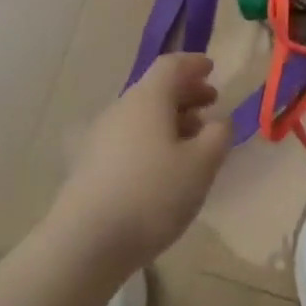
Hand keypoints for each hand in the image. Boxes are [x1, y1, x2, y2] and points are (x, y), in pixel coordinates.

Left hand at [47, 54, 231, 277]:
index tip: (211, 68)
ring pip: (141, 115)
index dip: (193, 64)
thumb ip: (218, 136)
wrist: (86, 242)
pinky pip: (128, 138)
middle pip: (155, 89)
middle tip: (210, 103)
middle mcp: (121, 109)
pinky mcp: (89, 165)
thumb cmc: (152, 193)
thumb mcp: (201, 165)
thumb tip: (219, 121)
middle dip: (185, 93)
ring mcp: (100, 137)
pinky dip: (151, 139)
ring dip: (170, 118)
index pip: (171, 65)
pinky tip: (164, 166)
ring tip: (193, 139)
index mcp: (148, 98)